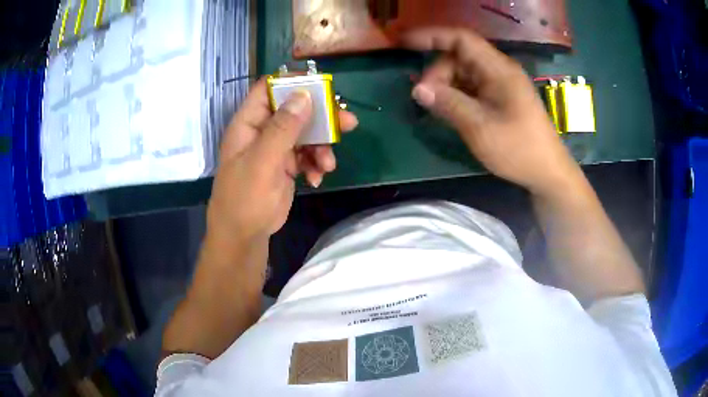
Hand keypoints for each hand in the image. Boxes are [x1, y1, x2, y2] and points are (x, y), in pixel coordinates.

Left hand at [207, 79, 358, 244]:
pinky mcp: (287, 165)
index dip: (292, 83)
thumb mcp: (262, 162)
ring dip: (322, 146)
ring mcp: (275, 148)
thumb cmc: (244, 198)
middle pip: (295, 110)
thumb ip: (282, 128)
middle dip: (321, 118)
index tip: (322, 86)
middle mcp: (263, 130)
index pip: (268, 89)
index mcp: (249, 123)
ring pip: (306, 133)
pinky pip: (307, 155)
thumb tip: (304, 95)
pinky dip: (316, 163)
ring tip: (328, 164)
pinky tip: (317, 178)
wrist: (244, 236)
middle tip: (347, 123)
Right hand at [404, 28, 581, 195]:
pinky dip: (456, 95)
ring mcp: (500, 85)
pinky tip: (447, 110)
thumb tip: (418, 89)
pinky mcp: (500, 98)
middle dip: (437, 72)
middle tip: (423, 97)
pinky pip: (471, 87)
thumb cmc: (518, 149)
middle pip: (459, 57)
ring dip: (445, 85)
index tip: (403, 43)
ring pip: (463, 73)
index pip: (462, 39)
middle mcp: (499, 71)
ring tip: (433, 107)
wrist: (547, 172)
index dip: (431, 36)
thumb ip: (448, 104)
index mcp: (498, 69)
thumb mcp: (480, 127)